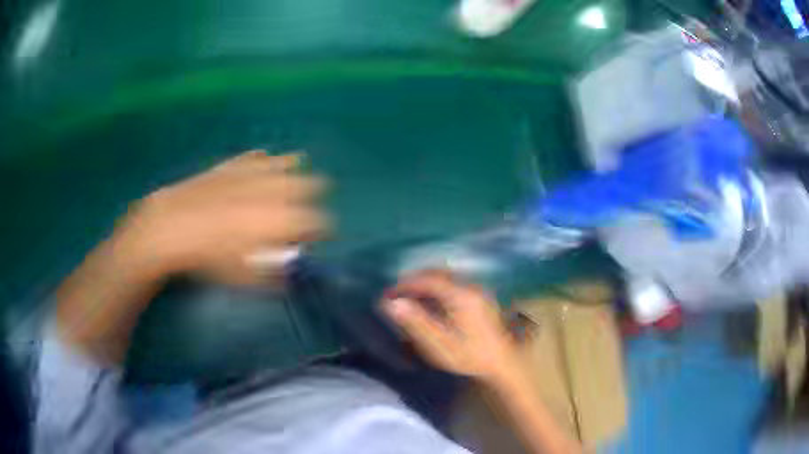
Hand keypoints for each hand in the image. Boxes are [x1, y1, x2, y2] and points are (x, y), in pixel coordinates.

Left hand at [118, 150, 327, 284]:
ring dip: (295, 173)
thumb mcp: (245, 277)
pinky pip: (259, 157)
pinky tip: (263, 164)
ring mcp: (256, 172)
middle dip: (315, 197)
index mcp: (284, 219)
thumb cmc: (211, 257)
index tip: (317, 239)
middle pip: (312, 185)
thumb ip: (275, 276)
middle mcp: (278, 190)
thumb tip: (290, 274)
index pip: (319, 223)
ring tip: (292, 180)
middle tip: (306, 209)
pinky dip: (265, 162)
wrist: (174, 226)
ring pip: (289, 164)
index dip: (323, 232)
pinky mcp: (236, 163)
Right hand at [381, 271, 518, 381]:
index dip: (406, 283)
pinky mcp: (481, 298)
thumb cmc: (469, 355)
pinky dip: (438, 287)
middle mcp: (471, 287)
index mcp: (461, 295)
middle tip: (396, 293)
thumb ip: (416, 322)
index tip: (389, 293)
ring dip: (426, 283)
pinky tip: (430, 301)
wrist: (501, 363)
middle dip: (415, 280)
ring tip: (409, 296)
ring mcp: (478, 291)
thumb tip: (391, 303)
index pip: (429, 279)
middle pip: (438, 274)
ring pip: (447, 277)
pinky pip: (454, 284)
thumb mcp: (439, 343)